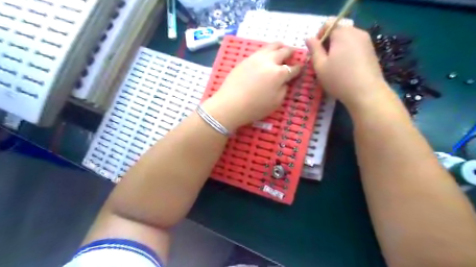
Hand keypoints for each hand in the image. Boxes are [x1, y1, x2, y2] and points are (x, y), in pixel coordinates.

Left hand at [202, 42, 300, 131]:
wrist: (230, 104)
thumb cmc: (255, 107)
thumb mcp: (276, 102)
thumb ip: (284, 89)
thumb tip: (285, 81)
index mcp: (279, 73)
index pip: (293, 68)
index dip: (298, 68)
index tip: (300, 68)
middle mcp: (269, 61)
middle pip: (284, 51)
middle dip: (291, 52)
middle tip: (293, 54)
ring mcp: (256, 58)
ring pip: (271, 46)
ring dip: (279, 46)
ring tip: (281, 48)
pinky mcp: (246, 59)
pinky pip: (260, 50)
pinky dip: (267, 50)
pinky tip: (266, 55)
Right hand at [305, 21, 394, 109]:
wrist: (366, 93)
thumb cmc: (339, 79)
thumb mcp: (320, 66)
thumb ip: (314, 49)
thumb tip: (309, 38)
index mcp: (343, 33)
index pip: (329, 24)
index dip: (320, 36)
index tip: (317, 52)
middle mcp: (357, 32)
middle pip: (338, 31)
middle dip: (328, 43)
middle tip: (323, 61)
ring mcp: (366, 41)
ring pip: (347, 39)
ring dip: (337, 49)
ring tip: (334, 66)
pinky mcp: (371, 51)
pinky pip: (355, 46)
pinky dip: (347, 53)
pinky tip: (345, 69)